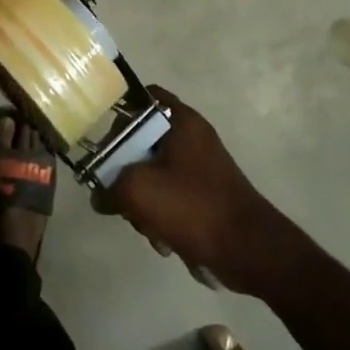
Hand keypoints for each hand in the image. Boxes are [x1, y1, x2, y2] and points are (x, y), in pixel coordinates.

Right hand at [100, 89, 293, 293]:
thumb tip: (100, 196)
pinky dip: (162, 216)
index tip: (100, 143)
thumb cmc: (194, 207)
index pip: (141, 99)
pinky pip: (170, 197)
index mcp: (181, 121)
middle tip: (122, 196)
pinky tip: (164, 240)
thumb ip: (110, 187)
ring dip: (143, 203)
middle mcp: (192, 136)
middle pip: (141, 143)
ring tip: (148, 227)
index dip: (117, 116)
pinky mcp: (204, 195)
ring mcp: (200, 166)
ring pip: (153, 174)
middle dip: (127, 174)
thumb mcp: (139, 190)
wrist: (249, 250)